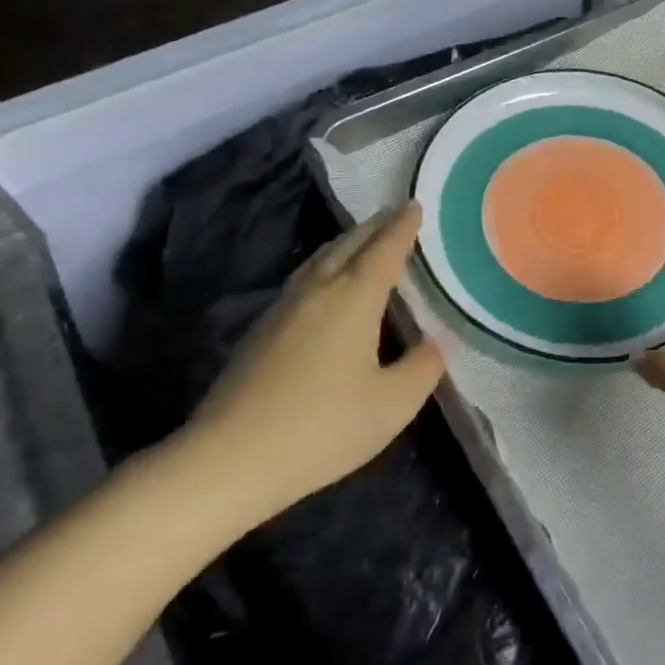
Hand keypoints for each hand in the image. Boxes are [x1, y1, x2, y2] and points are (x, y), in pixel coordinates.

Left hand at [174, 204, 444, 529]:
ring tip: (365, 239)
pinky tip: (327, 283)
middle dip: (375, 226)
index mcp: (353, 299)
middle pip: (349, 244)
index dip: (403, 227)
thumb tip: (434, 343)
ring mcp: (283, 308)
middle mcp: (317, 291)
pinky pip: (304, 278)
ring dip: (348, 242)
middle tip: (396, 214)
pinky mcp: (262, 330)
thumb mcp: (392, 405)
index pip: (384, 249)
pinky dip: (327, 265)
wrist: (230, 459)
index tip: (415, 205)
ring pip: (321, 259)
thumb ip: (422, 368)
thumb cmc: (322, 428)